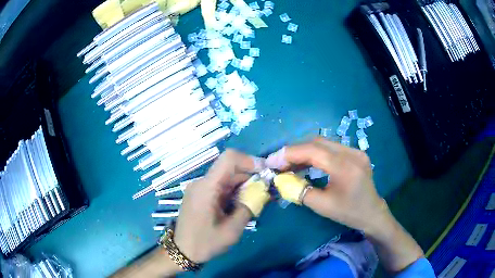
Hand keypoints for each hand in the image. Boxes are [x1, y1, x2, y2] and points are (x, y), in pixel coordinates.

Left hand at [173, 149, 260, 262]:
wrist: (182, 251)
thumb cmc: (205, 242)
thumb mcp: (232, 230)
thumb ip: (249, 207)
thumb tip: (262, 192)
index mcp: (207, 187)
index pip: (229, 158)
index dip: (250, 161)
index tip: (265, 173)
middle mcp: (202, 182)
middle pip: (230, 168)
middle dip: (250, 176)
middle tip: (266, 190)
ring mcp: (200, 188)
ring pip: (226, 177)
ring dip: (243, 185)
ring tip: (257, 199)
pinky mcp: (200, 194)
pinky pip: (220, 186)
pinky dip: (234, 191)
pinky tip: (242, 204)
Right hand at [266, 138, 423, 271]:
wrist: (372, 212)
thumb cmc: (348, 213)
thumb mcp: (322, 206)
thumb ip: (300, 191)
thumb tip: (281, 179)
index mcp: (345, 168)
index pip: (313, 151)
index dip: (290, 153)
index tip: (272, 160)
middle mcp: (352, 153)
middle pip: (317, 142)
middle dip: (295, 150)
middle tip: (279, 162)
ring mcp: (356, 150)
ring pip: (324, 142)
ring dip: (304, 151)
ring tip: (290, 163)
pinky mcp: (356, 152)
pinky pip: (331, 147)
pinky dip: (316, 153)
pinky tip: (307, 162)